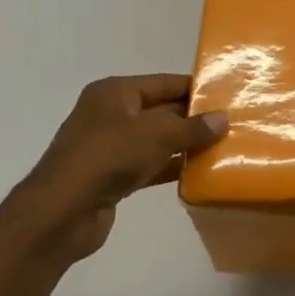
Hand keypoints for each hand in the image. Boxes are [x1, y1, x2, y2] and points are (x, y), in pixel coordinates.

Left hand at [1, 74, 227, 268]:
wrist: (62, 212)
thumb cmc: (108, 157)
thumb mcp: (157, 135)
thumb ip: (192, 127)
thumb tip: (223, 119)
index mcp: (115, 92)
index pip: (164, 83)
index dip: (195, 89)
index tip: (228, 96)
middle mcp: (111, 114)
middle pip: (162, 110)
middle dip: (194, 119)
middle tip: (232, 124)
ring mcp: (110, 147)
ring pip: (157, 140)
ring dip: (185, 145)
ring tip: (224, 147)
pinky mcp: (113, 176)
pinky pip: (150, 165)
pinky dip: (171, 167)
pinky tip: (199, 173)